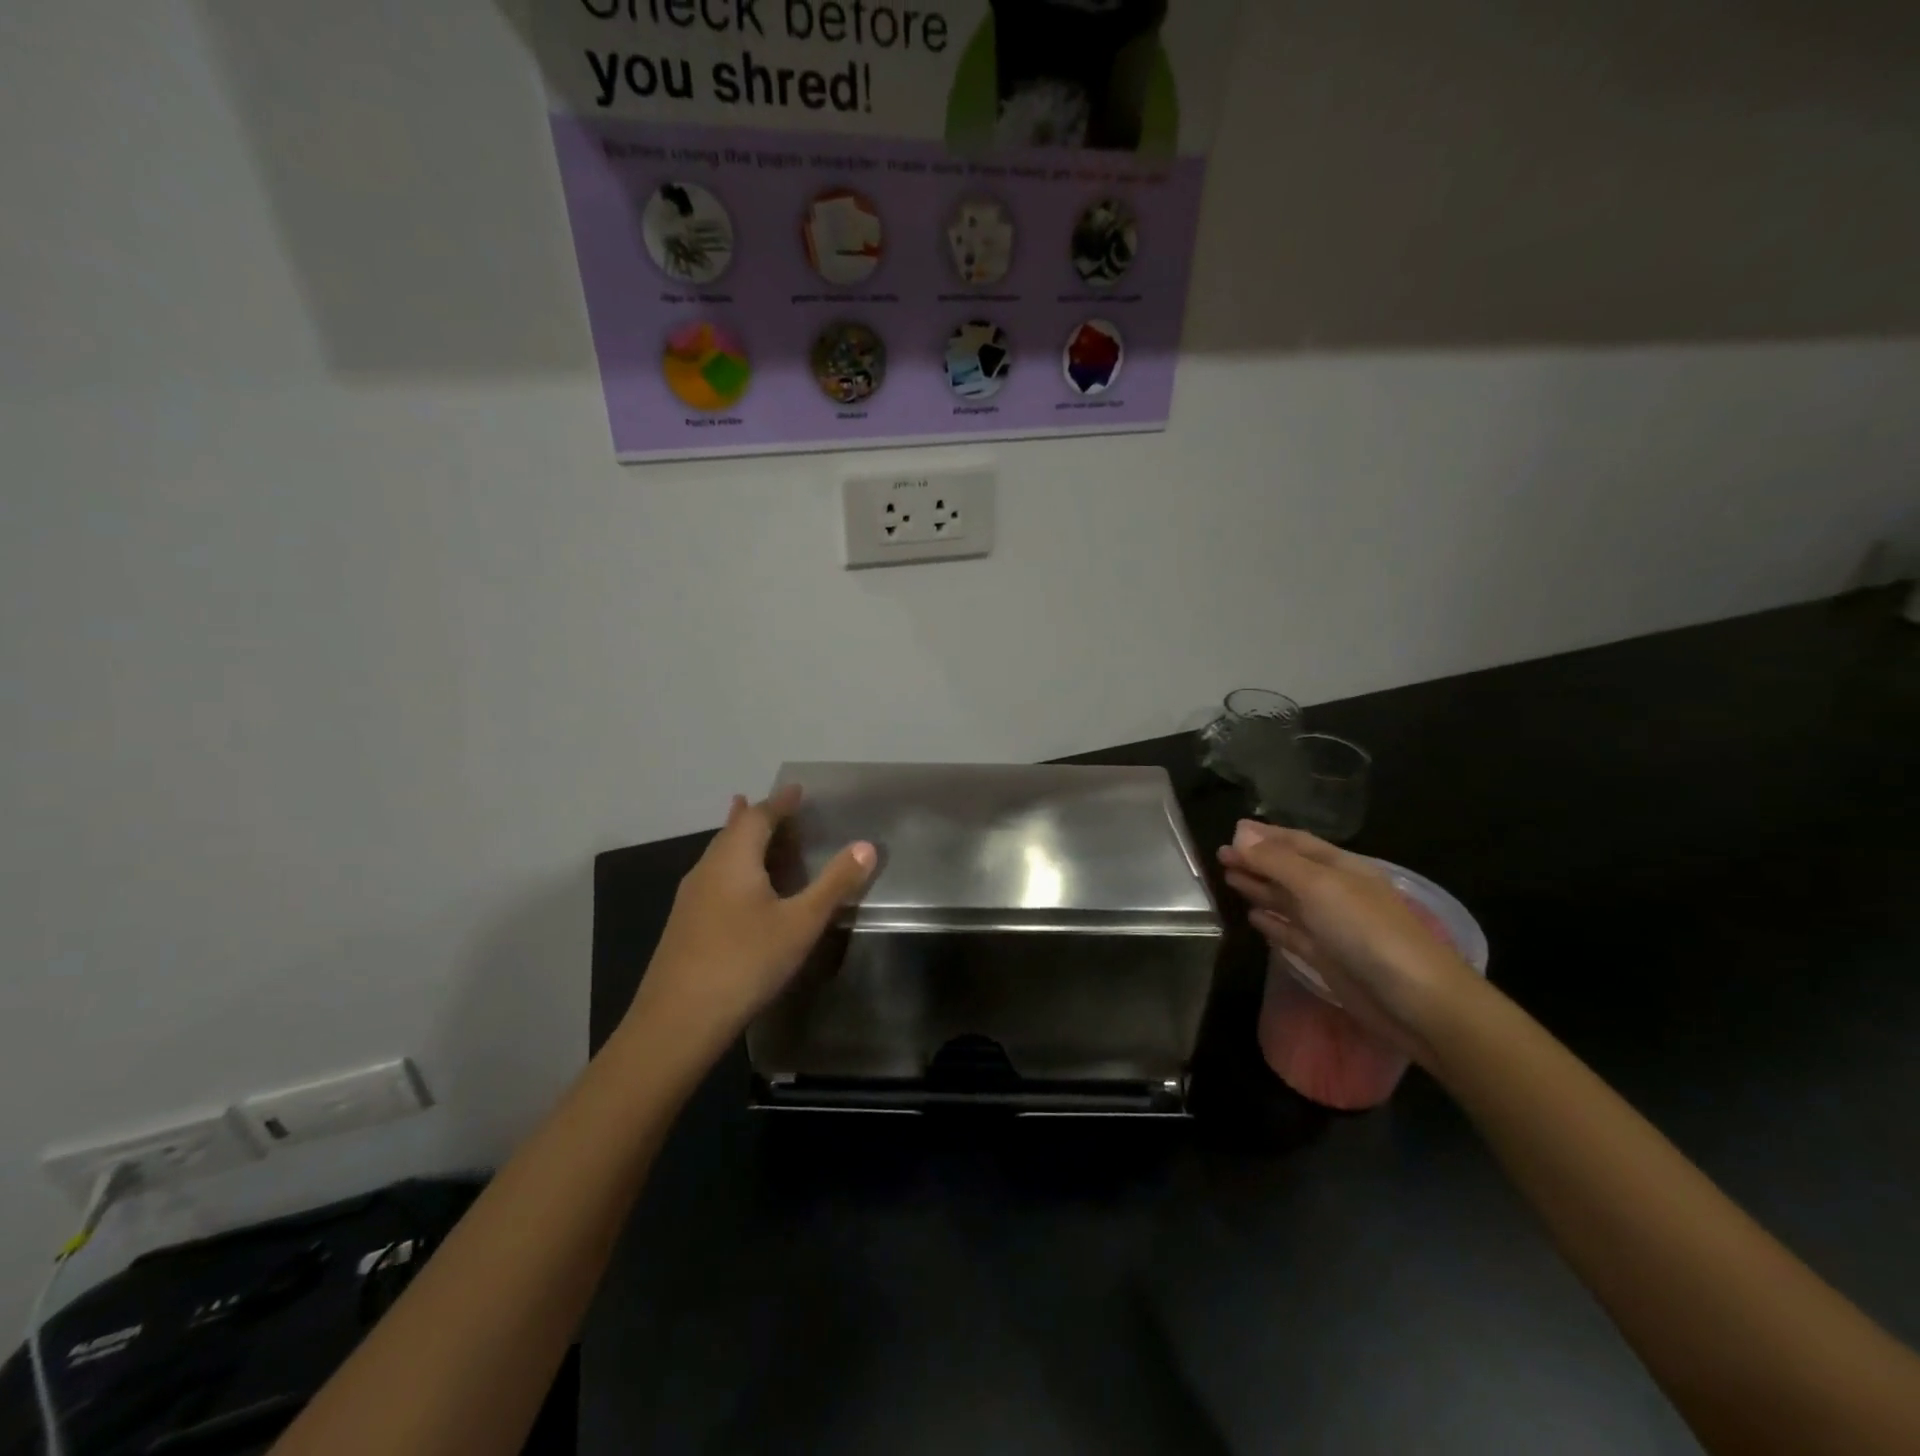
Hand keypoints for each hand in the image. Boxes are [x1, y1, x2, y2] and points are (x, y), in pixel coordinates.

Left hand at [625, 786, 875, 1059]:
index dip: (780, 802)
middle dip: (759, 817)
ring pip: (720, 857)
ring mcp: (690, 899)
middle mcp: (706, 869)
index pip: (758, 816)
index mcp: (733, 859)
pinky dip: (735, 869)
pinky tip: (743, 891)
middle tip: (784, 811)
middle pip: (733, 832)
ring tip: (761, 838)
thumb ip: (834, 884)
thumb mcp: (800, 923)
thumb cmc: (744, 962)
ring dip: (744, 843)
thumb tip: (867, 845)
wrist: (677, 1022)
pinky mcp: (685, 925)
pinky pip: (715, 879)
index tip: (798, 790)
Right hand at [1217, 823, 1480, 1059]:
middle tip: (1219, 855)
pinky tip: (1252, 917)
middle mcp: (1334, 892)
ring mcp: (1331, 927)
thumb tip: (1240, 834)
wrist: (1416, 1001)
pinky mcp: (1326, 959)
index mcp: (1340, 868)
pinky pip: (1292, 933)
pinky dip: (1272, 923)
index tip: (1231, 831)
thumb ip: (1276, 861)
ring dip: (1259, 888)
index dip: (1265, 836)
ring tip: (1228, 879)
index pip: (1296, 842)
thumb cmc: (1367, 932)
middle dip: (1256, 861)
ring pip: (1287, 901)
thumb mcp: (1319, 886)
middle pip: (1288, 870)